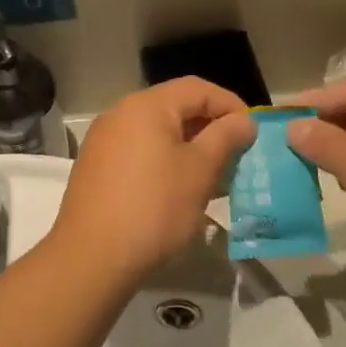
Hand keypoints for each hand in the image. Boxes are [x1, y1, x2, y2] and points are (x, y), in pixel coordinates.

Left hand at [47, 79, 255, 287]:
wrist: (92, 258)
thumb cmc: (154, 208)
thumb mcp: (200, 171)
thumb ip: (225, 138)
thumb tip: (244, 121)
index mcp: (146, 106)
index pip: (197, 88)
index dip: (230, 105)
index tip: (253, 131)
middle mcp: (120, 114)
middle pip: (175, 107)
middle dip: (210, 127)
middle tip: (237, 154)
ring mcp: (103, 141)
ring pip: (157, 132)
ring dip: (189, 147)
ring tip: (214, 175)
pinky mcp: (96, 168)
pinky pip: (139, 152)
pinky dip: (164, 161)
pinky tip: (179, 189)